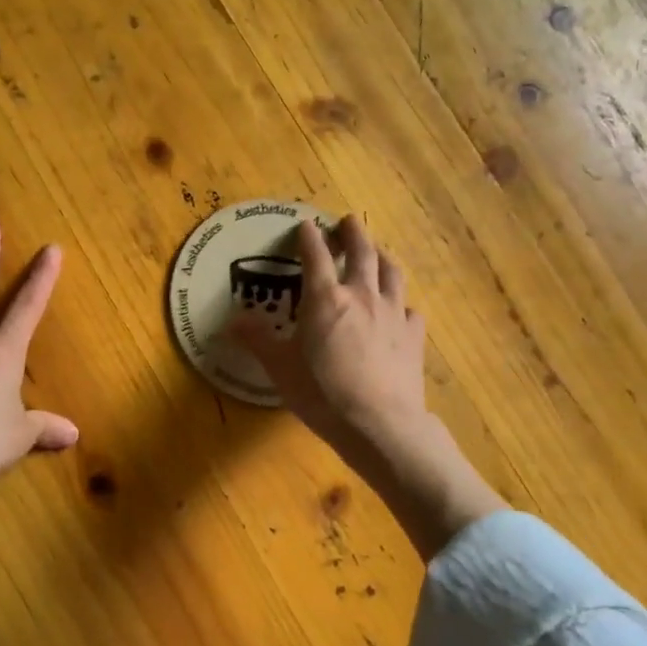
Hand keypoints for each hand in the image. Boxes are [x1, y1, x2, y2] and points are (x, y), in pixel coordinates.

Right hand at [231, 215, 429, 460]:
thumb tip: (232, 321)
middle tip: (348, 221)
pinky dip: (402, 303)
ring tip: (378, 251)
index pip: (316, 255)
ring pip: (392, 272)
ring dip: (382, 256)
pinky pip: (410, 309)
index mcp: (326, 299)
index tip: (305, 224)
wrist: (379, 424)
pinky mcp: (414, 335)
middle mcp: (362, 295)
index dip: (309, 236)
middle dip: (354, 232)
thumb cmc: (322, 394)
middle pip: (362, 251)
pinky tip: (400, 309)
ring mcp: (393, 313)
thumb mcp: (280, 368)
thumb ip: (257, 340)